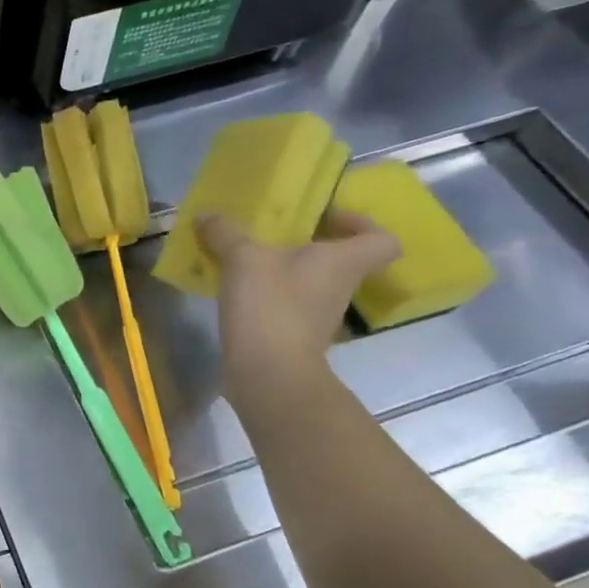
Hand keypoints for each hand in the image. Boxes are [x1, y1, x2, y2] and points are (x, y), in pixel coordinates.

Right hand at [195, 209, 398, 408]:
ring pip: (308, 282)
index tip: (327, 218)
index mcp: (343, 262)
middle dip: (308, 245)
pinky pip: (285, 304)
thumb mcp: (243, 258)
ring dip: (282, 270)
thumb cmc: (271, 305)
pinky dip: (265, 295)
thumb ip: (225, 233)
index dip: (362, 224)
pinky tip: (235, 289)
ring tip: (244, 260)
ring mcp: (317, 315)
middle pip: (339, 260)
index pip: (382, 241)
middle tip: (273, 234)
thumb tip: (206, 215)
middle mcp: (339, 288)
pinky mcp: (293, 336)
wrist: (268, 373)